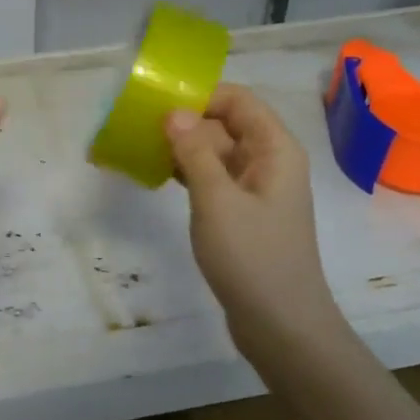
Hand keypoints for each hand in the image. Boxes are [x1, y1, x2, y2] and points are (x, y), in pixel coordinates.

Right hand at [166, 84, 345, 355]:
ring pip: (217, 152)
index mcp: (275, 149)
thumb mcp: (217, 200)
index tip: (157, 104)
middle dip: (186, 121)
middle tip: (139, 128)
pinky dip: (189, 173)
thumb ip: (195, 152)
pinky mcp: (243, 213)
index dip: (200, 96)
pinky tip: (158, 177)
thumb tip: (174, 112)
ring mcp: (257, 189)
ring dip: (183, 148)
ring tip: (140, 149)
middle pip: (226, 123)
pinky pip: (214, 178)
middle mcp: (270, 162)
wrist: (281, 324)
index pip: (238, 100)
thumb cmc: (252, 257)